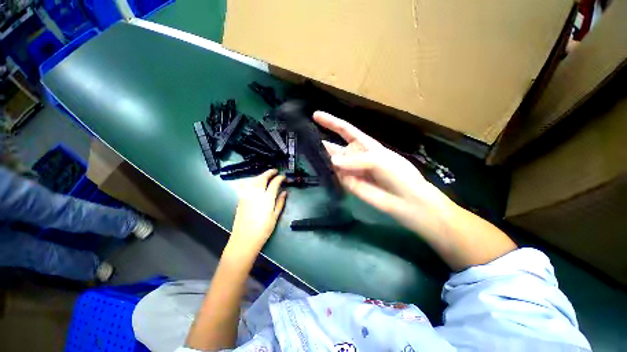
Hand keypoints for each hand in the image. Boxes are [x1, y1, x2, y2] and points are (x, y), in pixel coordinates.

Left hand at [230, 169, 286, 250]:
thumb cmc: (263, 229)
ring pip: (254, 180)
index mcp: (267, 198)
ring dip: (261, 176)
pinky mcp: (241, 199)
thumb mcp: (275, 216)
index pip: (274, 183)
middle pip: (262, 178)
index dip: (280, 178)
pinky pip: (248, 185)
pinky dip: (254, 181)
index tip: (283, 177)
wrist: (244, 239)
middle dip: (269, 172)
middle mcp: (256, 193)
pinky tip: (257, 183)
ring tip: (266, 176)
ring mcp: (247, 195)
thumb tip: (284, 192)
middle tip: (275, 171)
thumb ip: (280, 202)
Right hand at [313, 111, 452, 234]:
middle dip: (321, 143)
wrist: (404, 200)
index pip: (344, 129)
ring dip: (321, 157)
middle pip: (335, 147)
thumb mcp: (378, 159)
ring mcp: (350, 169)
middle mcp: (354, 155)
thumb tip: (332, 161)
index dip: (331, 122)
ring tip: (305, 152)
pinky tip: (316, 167)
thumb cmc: (397, 173)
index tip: (315, 115)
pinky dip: (326, 172)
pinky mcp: (347, 183)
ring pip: (332, 161)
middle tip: (304, 139)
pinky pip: (334, 175)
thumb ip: (354, 159)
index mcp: (364, 144)